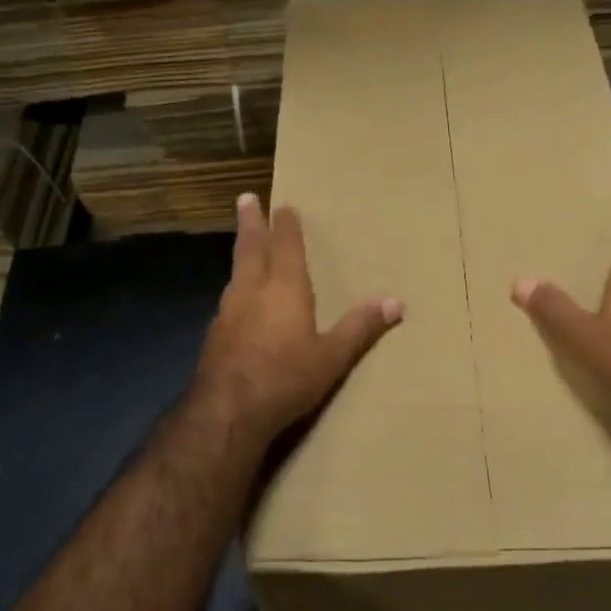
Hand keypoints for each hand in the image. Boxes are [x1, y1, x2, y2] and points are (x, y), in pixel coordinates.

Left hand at [196, 194, 403, 445]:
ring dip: (241, 255)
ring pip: (235, 274)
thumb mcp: (332, 357)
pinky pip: (228, 301)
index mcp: (285, 290)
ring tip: (244, 248)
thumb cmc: (286, 378)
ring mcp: (228, 313)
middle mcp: (252, 292)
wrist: (228, 411)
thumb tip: (396, 301)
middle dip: (251, 224)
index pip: (287, 248)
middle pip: (251, 250)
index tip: (284, 205)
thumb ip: (360, 327)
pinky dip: (235, 290)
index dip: (287, 227)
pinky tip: (237, 303)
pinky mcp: (214, 337)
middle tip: (245, 199)